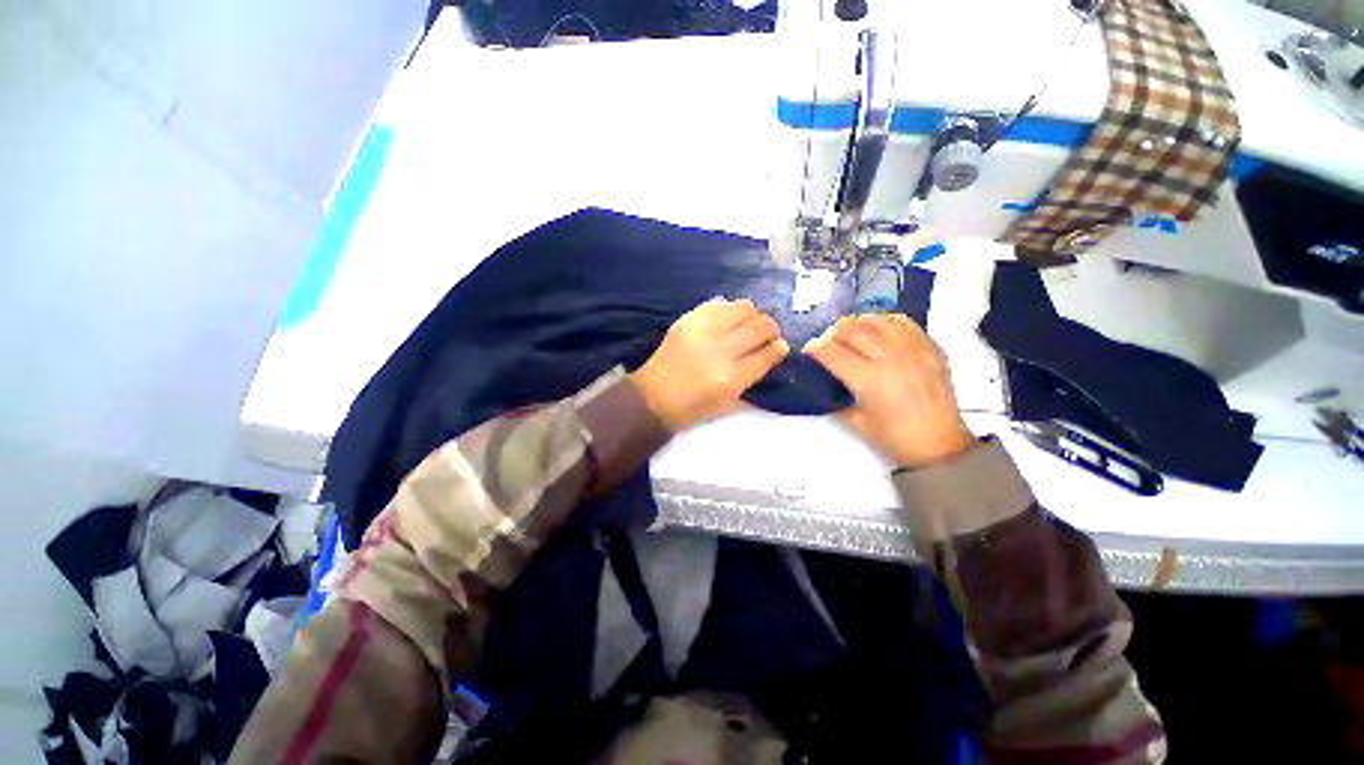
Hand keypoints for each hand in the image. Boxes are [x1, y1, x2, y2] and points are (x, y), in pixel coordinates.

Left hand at [631, 298, 789, 430]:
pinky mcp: (689, 319)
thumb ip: (754, 379)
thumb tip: (773, 354)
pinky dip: (731, 310)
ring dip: (753, 316)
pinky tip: (728, 321)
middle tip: (767, 335)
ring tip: (748, 325)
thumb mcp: (729, 404)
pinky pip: (720, 303)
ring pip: (745, 307)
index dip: (780, 348)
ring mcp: (703, 330)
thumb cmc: (693, 408)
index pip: (769, 353)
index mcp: (732, 377)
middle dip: (771, 329)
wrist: (653, 397)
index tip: (780, 347)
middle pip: (761, 326)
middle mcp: (721, 350)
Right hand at [803, 313, 973, 467]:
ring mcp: (913, 348)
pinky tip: (878, 335)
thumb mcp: (855, 422)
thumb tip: (822, 380)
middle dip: (833, 333)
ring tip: (854, 338)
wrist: (941, 445)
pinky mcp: (930, 346)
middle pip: (851, 327)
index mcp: (870, 380)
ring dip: (857, 325)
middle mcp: (891, 357)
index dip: (814, 348)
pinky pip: (901, 321)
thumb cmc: (894, 438)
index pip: (831, 351)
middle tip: (830, 345)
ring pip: (875, 319)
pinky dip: (883, 323)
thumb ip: (835, 397)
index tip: (809, 351)